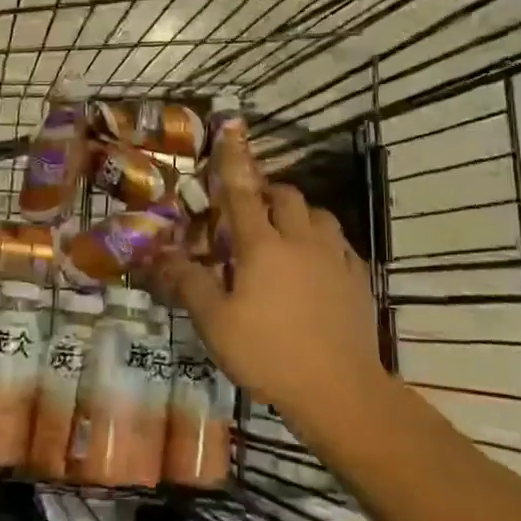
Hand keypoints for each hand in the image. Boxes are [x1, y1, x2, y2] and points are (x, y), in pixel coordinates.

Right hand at [152, 123, 389, 425]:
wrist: (339, 389)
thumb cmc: (269, 354)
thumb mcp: (216, 324)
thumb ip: (189, 284)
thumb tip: (161, 256)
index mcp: (262, 245)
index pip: (243, 193)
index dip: (233, 162)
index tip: (229, 131)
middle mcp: (301, 239)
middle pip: (287, 196)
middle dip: (269, 194)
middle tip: (252, 212)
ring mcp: (335, 256)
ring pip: (319, 215)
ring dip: (300, 215)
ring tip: (287, 236)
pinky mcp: (358, 277)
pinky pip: (340, 244)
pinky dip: (324, 243)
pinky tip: (318, 266)